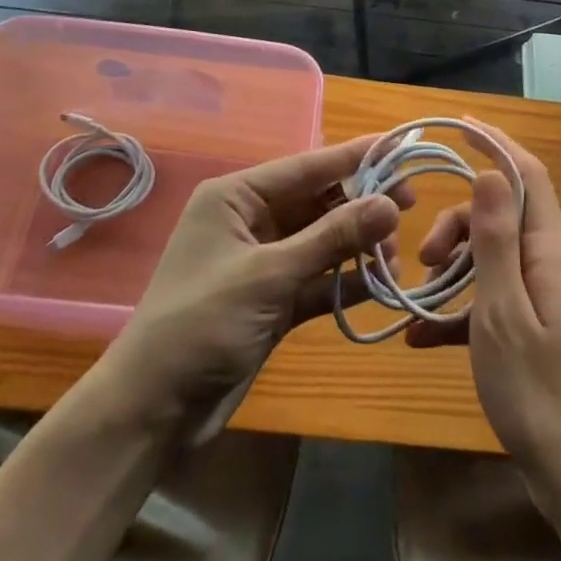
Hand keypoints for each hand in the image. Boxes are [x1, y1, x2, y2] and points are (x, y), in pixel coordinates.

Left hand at [111, 136, 406, 437]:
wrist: (152, 412)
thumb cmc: (201, 323)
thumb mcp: (269, 275)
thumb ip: (332, 238)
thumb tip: (390, 203)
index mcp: (237, 197)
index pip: (306, 166)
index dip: (354, 156)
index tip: (399, 147)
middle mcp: (250, 221)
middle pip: (317, 201)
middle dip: (360, 204)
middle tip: (409, 206)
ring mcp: (262, 262)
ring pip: (321, 240)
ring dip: (357, 245)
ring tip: (395, 256)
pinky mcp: (271, 301)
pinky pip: (317, 278)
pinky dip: (344, 280)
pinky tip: (380, 283)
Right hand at [407, 126, 560, 501]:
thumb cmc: (538, 392)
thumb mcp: (503, 311)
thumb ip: (495, 239)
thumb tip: (491, 170)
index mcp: (549, 250)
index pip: (527, 173)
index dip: (496, 143)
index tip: (459, 126)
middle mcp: (549, 263)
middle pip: (501, 214)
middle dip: (459, 222)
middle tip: (424, 257)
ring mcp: (541, 297)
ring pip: (491, 254)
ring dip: (454, 265)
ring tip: (419, 295)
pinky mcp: (531, 329)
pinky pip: (490, 299)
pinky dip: (458, 310)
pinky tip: (421, 337)